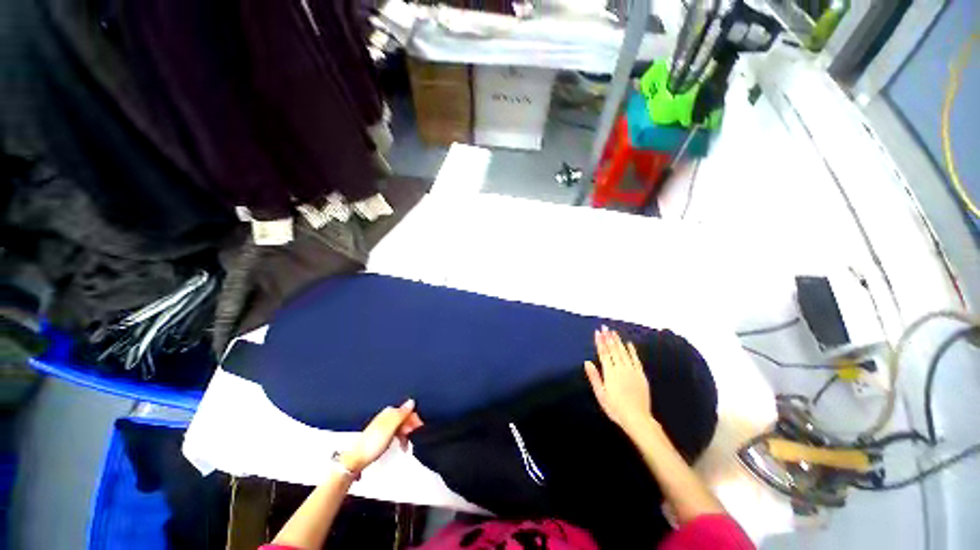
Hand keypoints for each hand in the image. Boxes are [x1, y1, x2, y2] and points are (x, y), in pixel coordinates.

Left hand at [340, 399, 423, 473]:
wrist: (357, 460)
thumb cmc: (372, 444)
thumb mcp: (390, 427)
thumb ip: (401, 414)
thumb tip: (411, 401)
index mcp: (388, 412)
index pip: (406, 410)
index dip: (414, 417)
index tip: (419, 426)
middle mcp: (386, 417)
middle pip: (404, 418)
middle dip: (411, 426)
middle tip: (413, 436)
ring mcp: (384, 427)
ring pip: (401, 426)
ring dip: (407, 434)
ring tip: (407, 444)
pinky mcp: (382, 436)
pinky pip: (396, 433)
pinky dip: (401, 438)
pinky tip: (402, 445)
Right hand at [585, 326, 656, 436]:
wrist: (637, 418)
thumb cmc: (615, 408)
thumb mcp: (600, 394)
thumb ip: (594, 377)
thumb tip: (587, 362)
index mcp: (610, 373)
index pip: (603, 353)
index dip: (600, 342)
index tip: (597, 332)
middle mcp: (621, 368)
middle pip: (613, 350)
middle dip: (608, 337)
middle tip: (605, 327)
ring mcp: (632, 370)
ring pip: (624, 352)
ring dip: (618, 341)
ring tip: (613, 332)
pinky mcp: (641, 374)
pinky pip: (636, 359)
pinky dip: (632, 350)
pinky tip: (629, 343)